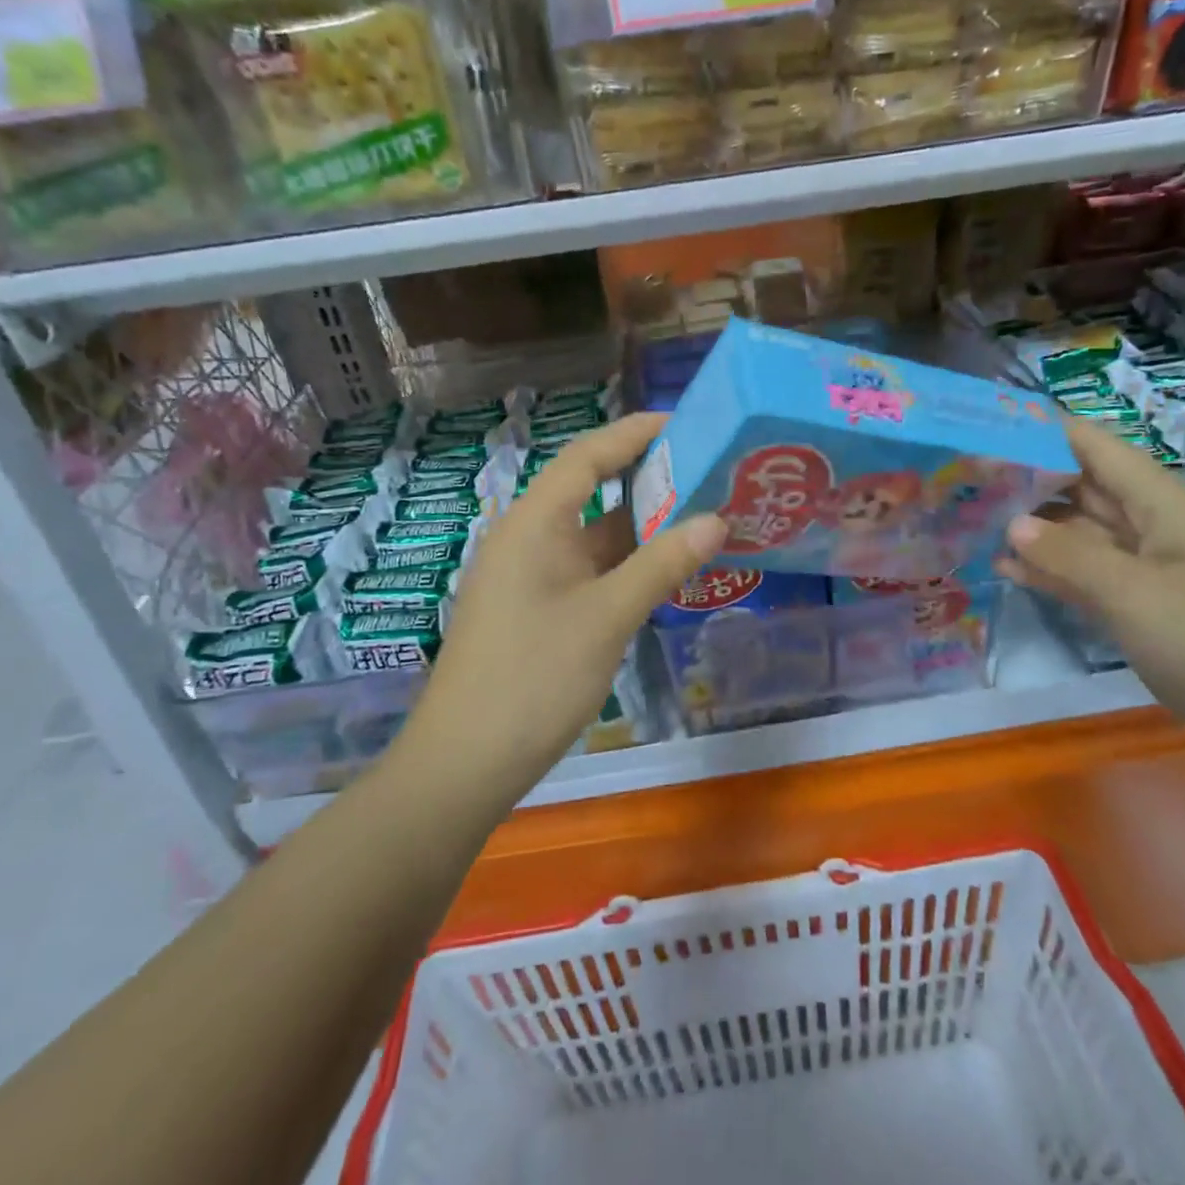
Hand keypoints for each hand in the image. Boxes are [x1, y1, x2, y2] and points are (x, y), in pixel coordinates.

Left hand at [415, 413, 724, 785]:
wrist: (466, 761)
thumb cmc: (534, 676)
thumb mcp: (607, 616)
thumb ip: (662, 564)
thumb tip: (718, 520)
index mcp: (535, 522)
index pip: (589, 455)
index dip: (636, 432)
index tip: (688, 422)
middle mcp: (530, 538)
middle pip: (593, 490)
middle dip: (650, 479)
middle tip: (711, 472)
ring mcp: (532, 576)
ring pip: (595, 535)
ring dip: (643, 527)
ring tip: (704, 515)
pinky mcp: (538, 610)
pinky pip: (590, 570)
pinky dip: (628, 564)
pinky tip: (667, 570)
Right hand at [997, 417, 1184, 742]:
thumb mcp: (1135, 594)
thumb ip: (1070, 555)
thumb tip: (1013, 524)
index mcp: (1163, 504)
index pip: (1096, 447)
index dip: (1045, 431)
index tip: (988, 426)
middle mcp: (1154, 526)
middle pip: (1084, 487)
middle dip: (1029, 478)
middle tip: (965, 477)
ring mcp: (1148, 569)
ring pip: (1081, 534)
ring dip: (1033, 529)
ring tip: (973, 519)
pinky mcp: (1143, 607)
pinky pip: (1087, 576)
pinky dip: (1051, 571)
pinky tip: (1007, 570)